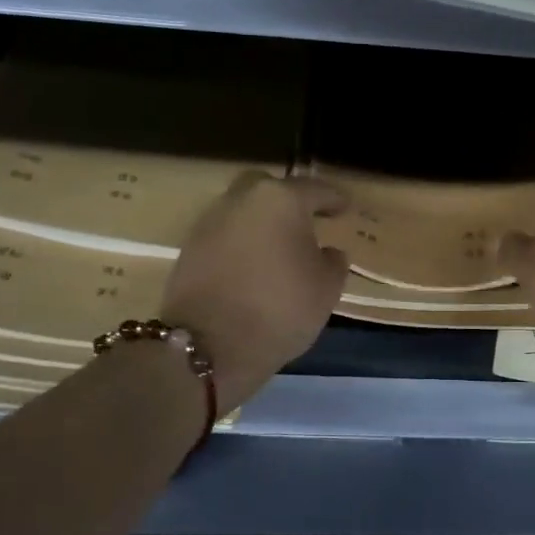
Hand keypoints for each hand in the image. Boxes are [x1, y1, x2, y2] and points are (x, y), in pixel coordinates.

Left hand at [161, 172, 349, 410]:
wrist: (208, 346)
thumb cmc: (280, 309)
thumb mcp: (326, 289)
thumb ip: (333, 262)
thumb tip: (328, 252)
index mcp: (281, 200)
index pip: (315, 190)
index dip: (334, 200)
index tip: (345, 208)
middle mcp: (241, 200)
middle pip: (269, 189)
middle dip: (288, 201)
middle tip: (305, 221)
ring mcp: (210, 222)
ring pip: (243, 211)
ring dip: (262, 223)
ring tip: (280, 248)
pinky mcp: (189, 249)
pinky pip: (226, 236)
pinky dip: (242, 244)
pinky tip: (255, 266)